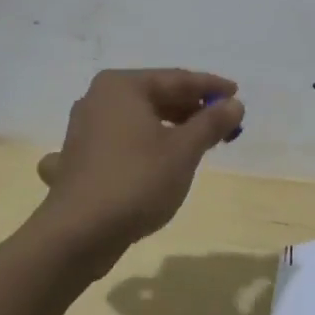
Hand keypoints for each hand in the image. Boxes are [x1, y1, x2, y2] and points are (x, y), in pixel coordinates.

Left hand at [34, 68, 244, 270]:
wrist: (77, 236)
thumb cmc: (136, 181)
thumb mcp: (184, 151)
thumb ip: (211, 123)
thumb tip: (234, 104)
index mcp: (122, 86)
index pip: (176, 78)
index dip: (210, 87)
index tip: (237, 95)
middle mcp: (98, 98)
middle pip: (155, 96)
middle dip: (190, 110)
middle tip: (221, 123)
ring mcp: (83, 129)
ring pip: (136, 120)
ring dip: (167, 129)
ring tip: (196, 142)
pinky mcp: (77, 159)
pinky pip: (117, 143)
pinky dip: (138, 148)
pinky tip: (146, 160)